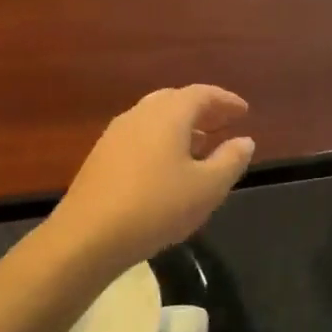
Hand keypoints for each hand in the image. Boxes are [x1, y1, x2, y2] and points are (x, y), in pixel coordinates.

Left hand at [48, 86, 254, 278]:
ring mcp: (116, 134)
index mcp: (169, 114)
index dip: (226, 101)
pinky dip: (161, 140)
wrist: (87, 237)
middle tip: (223, 123)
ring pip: (155, 118)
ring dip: (181, 126)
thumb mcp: (208, 187)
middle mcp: (141, 114)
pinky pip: (140, 136)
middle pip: (176, 100)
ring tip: (201, 145)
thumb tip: (245, 140)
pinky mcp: (101, 156)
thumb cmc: (157, 206)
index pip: (203, 94)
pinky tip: (167, 167)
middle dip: (202, 110)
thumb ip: (230, 160)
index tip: (244, 111)